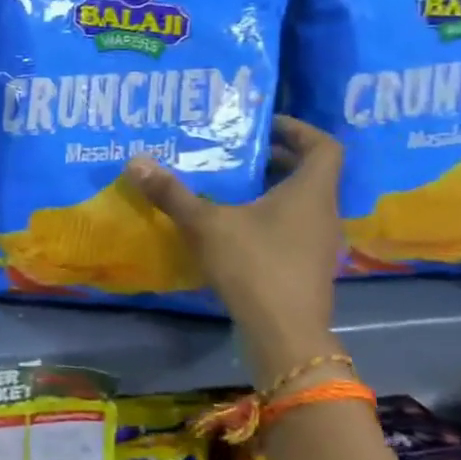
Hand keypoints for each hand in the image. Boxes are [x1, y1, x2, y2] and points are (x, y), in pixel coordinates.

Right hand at [125, 115, 344, 384]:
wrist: (284, 334)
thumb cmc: (254, 266)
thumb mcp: (206, 224)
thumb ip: (172, 193)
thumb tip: (136, 161)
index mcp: (310, 191)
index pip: (324, 145)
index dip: (297, 129)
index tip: (263, 125)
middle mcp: (323, 212)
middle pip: (309, 172)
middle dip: (274, 158)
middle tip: (235, 152)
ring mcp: (318, 243)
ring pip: (300, 202)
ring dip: (270, 189)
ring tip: (229, 185)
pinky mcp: (307, 267)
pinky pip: (292, 227)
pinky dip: (268, 217)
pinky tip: (234, 226)